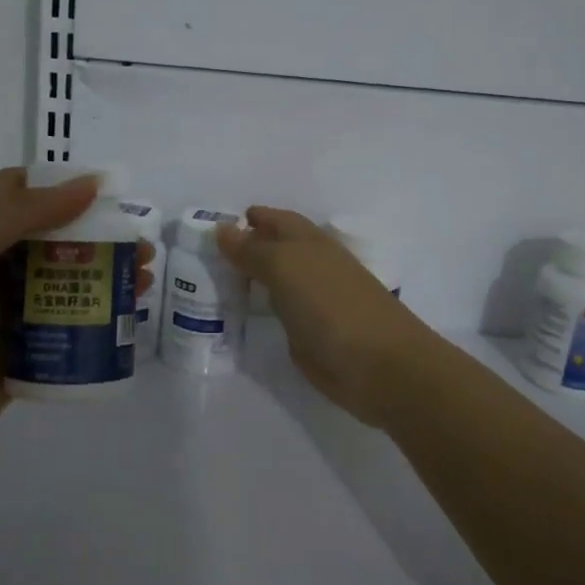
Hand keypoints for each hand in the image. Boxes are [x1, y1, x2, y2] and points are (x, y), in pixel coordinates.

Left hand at [0, 167, 155, 438]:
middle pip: (54, 245)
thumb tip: (91, 182)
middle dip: (100, 240)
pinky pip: (63, 342)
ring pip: (65, 292)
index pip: (21, 197)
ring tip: (143, 284)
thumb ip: (19, 214)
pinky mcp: (17, 367)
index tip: (113, 192)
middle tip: (141, 247)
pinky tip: (125, 329)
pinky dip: (94, 333)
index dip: (64, 188)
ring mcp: (3, 323)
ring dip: (104, 283)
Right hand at [217, 207, 429, 428]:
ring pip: (275, 282)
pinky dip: (258, 310)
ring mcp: (313, 302)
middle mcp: (312, 267)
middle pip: (275, 250)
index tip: (216, 226)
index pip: (277, 221)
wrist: (379, 365)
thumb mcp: (286, 267)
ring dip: (250, 280)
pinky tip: (237, 315)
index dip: (252, 219)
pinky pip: (277, 314)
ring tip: (212, 282)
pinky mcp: (311, 334)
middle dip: (246, 248)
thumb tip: (222, 229)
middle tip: (206, 255)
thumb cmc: (332, 305)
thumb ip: (253, 249)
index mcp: (310, 243)